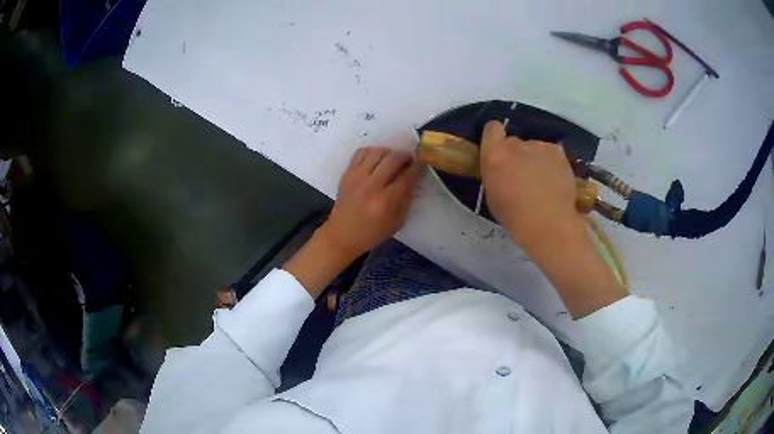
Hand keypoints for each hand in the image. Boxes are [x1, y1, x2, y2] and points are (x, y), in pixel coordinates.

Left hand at [320, 147, 423, 258]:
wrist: (341, 235)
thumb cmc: (371, 233)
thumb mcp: (396, 223)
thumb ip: (406, 200)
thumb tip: (413, 179)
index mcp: (385, 202)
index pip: (406, 177)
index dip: (418, 166)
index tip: (424, 160)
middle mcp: (370, 186)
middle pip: (392, 159)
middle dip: (405, 156)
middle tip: (409, 159)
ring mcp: (356, 178)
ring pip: (377, 152)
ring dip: (389, 152)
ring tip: (393, 159)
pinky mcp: (346, 174)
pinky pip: (361, 153)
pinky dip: (373, 152)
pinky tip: (377, 159)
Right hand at [481, 120, 580, 246]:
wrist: (549, 224)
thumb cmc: (515, 216)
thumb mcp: (493, 195)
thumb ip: (495, 173)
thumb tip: (502, 168)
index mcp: (495, 155)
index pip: (492, 128)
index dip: (495, 137)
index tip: (498, 151)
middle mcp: (516, 144)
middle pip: (514, 142)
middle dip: (516, 155)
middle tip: (523, 176)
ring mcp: (539, 146)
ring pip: (534, 148)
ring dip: (535, 159)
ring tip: (542, 182)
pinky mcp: (558, 152)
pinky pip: (550, 153)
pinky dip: (550, 163)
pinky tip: (554, 181)